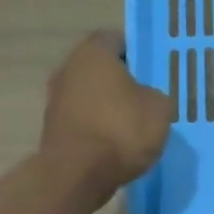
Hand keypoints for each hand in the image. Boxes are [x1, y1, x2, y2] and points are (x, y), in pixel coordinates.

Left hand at [41, 31, 172, 204]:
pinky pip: (82, 120)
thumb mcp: (160, 108)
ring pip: (89, 95)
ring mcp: (55, 100)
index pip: (115, 39)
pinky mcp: (52, 129)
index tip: (151, 70)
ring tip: (133, 125)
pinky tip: (115, 145)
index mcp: (93, 53)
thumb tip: (146, 98)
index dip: (135, 52)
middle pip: (99, 69)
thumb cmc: (121, 129)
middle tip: (145, 97)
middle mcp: (67, 69)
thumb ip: (155, 95)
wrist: (77, 174)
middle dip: (120, 81)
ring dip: (107, 106)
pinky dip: (97, 128)